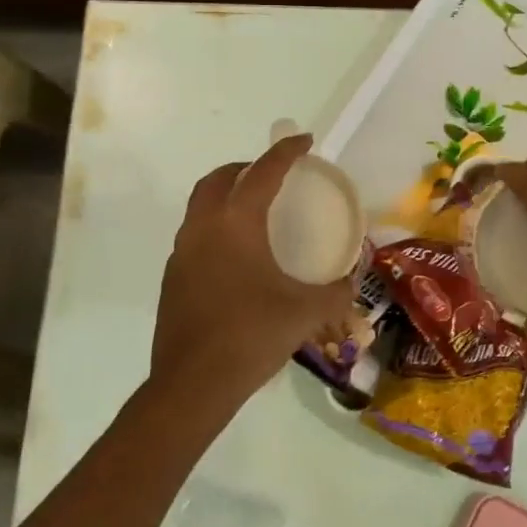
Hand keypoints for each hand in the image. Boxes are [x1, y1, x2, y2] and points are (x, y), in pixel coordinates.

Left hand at [151, 134, 354, 414]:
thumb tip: (353, 280)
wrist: (192, 385)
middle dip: (245, 167)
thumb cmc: (252, 335)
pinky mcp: (172, 278)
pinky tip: (237, 257)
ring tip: (254, 212)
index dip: (286, 152)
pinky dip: (215, 228)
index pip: (262, 172)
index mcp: (236, 224)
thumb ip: (337, 291)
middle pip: (218, 179)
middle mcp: (203, 228)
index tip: (304, 141)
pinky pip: (194, 236)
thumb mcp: (307, 312)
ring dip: (225, 196)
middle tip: (272, 174)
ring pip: (200, 206)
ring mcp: (181, 253)